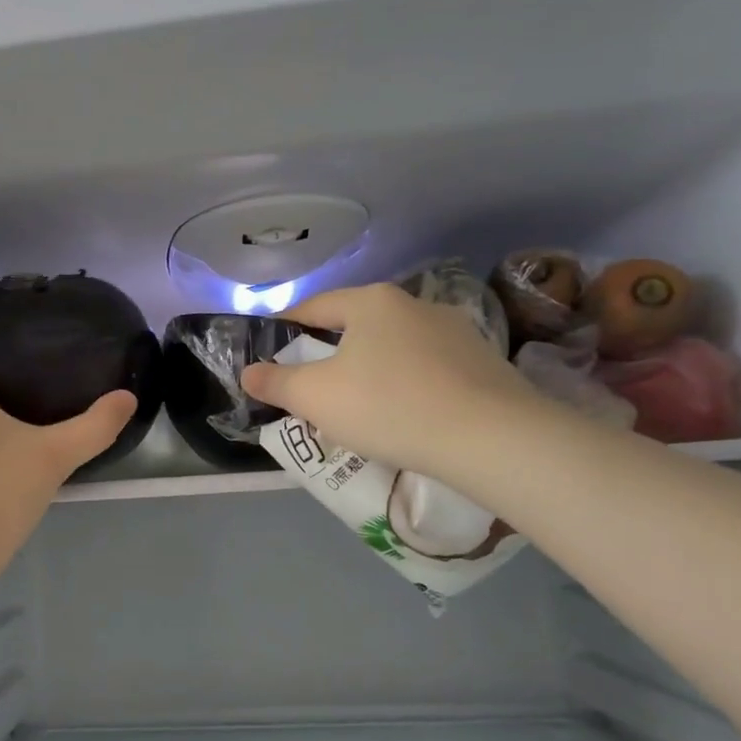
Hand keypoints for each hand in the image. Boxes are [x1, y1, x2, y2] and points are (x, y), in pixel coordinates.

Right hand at [241, 283, 540, 481]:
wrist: (492, 438)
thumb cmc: (388, 406)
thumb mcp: (316, 397)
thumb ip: (276, 382)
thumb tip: (248, 371)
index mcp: (371, 302)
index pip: (314, 307)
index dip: (285, 327)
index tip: (270, 347)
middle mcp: (414, 304)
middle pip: (355, 326)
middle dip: (330, 353)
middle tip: (313, 386)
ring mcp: (455, 330)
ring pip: (394, 347)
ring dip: (371, 369)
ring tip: (362, 405)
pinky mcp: (483, 361)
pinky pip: (427, 368)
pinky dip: (407, 384)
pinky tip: (407, 414)